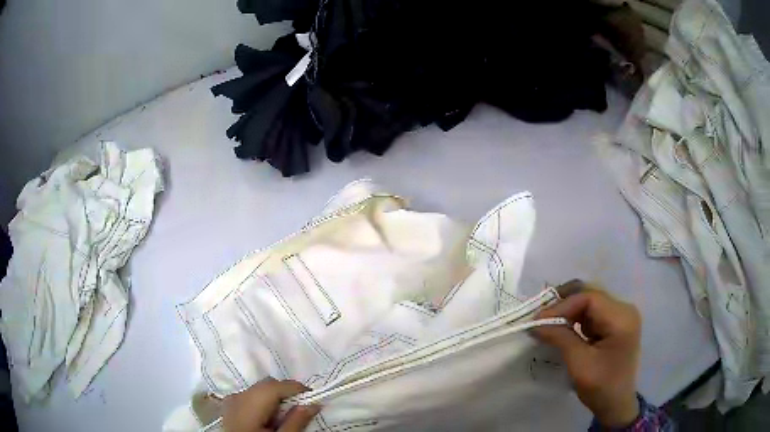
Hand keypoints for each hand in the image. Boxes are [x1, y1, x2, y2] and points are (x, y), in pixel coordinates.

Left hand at [223, 378, 319, 431]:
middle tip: (304, 410)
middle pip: (267, 385)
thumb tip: (313, 404)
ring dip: (277, 399)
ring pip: (260, 390)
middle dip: (288, 394)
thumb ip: (296, 422)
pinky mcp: (231, 407)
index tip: (316, 401)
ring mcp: (231, 401)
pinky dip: (265, 403)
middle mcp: (237, 396)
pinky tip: (271, 419)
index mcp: (248, 403)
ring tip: (288, 417)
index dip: (298, 390)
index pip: (276, 385)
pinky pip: (251, 397)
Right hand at [533, 281, 641, 427]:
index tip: (539, 320)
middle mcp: (624, 310)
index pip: (589, 298)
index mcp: (621, 318)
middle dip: (564, 304)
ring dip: (568, 310)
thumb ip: (560, 338)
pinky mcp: (615, 324)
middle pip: (590, 295)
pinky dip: (575, 318)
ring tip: (547, 322)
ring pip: (590, 302)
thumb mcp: (579, 364)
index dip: (562, 305)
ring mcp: (621, 316)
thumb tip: (535, 323)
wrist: (616, 404)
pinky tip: (562, 327)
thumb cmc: (601, 387)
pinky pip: (592, 313)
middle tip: (540, 317)